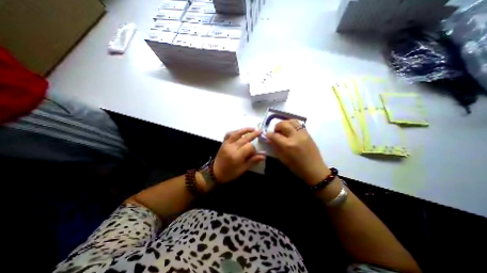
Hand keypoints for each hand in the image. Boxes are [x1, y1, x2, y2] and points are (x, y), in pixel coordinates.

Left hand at [213, 128, 265, 183]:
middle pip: (244, 138)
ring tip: (252, 128)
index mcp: (237, 156)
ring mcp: (226, 144)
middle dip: (253, 134)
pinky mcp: (223, 143)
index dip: (254, 149)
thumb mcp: (243, 169)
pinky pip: (229, 134)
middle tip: (260, 131)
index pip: (249, 147)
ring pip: (236, 133)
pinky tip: (240, 131)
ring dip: (245, 130)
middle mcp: (231, 148)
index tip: (255, 153)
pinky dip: (235, 131)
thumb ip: (253, 161)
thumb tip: (263, 155)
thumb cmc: (230, 173)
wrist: (215, 173)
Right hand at [266, 119, 330, 184]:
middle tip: (275, 132)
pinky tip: (290, 131)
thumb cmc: (297, 167)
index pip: (275, 135)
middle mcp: (295, 137)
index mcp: (288, 145)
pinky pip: (299, 124)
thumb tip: (268, 139)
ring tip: (283, 129)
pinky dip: (292, 125)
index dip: (269, 134)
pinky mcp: (308, 134)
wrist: (314, 169)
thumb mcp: (283, 159)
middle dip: (277, 126)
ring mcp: (303, 134)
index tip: (267, 135)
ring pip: (292, 121)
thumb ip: (275, 147)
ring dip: (285, 123)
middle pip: (283, 124)